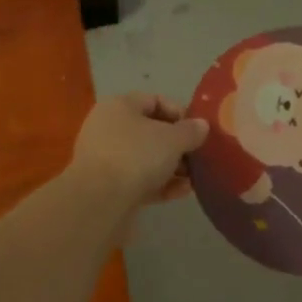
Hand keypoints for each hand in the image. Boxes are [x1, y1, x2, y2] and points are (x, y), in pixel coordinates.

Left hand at [68, 93, 208, 215]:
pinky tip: (181, 193)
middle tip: (197, 157)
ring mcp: (105, 159)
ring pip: (145, 158)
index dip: (180, 113)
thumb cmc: (137, 156)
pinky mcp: (106, 186)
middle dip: (177, 145)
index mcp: (119, 106)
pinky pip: (138, 180)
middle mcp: (108, 128)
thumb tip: (201, 125)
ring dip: (171, 167)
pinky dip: (159, 184)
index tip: (198, 131)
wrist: (99, 202)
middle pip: (150, 131)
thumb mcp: (173, 140)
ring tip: (193, 179)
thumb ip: (191, 131)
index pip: (154, 100)